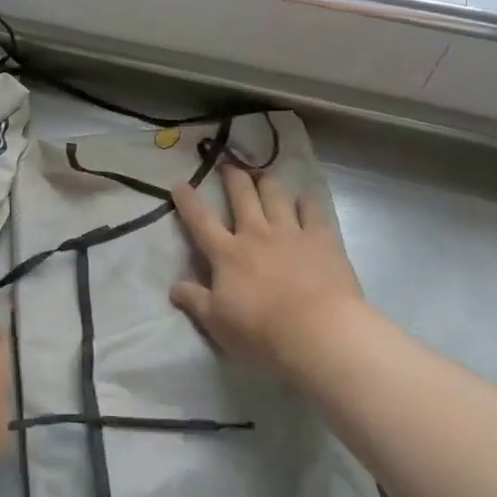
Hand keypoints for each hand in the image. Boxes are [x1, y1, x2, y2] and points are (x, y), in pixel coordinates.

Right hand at [169, 167, 371, 380]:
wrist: (318, 332)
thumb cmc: (261, 331)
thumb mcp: (217, 323)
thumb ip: (195, 301)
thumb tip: (173, 287)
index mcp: (227, 254)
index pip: (200, 220)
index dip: (188, 200)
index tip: (180, 182)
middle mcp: (256, 234)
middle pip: (241, 196)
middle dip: (232, 177)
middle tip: (227, 165)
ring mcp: (290, 232)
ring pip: (275, 196)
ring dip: (267, 182)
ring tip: (263, 174)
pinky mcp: (322, 239)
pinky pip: (313, 210)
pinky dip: (307, 201)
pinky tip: (305, 197)